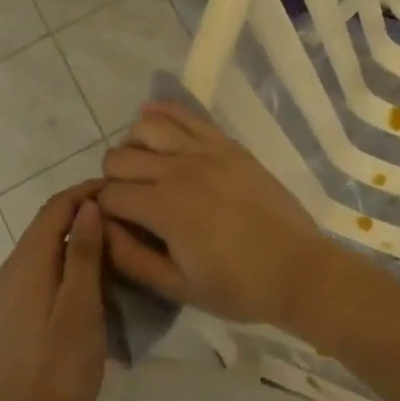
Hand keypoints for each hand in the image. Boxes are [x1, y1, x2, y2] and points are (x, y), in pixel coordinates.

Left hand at [0, 182, 107, 400]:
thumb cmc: (61, 367)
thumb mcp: (80, 306)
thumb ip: (83, 253)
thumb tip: (88, 205)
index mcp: (25, 264)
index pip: (54, 208)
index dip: (85, 192)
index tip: (120, 189)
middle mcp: (12, 270)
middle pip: (46, 223)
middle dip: (82, 209)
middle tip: (124, 210)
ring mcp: (12, 292)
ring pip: (45, 245)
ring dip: (76, 233)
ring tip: (116, 235)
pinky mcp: (18, 312)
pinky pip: (44, 267)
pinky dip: (68, 256)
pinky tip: (94, 270)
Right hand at [99, 100, 328, 326]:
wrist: (298, 270)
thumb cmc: (237, 287)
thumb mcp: (178, 287)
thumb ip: (131, 258)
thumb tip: (100, 229)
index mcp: (164, 208)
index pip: (109, 195)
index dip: (102, 211)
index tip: (112, 225)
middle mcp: (179, 169)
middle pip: (119, 157)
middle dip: (113, 180)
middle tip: (129, 202)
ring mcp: (206, 151)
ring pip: (146, 126)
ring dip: (134, 146)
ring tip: (144, 168)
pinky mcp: (228, 144)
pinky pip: (187, 115)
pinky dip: (163, 113)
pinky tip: (153, 120)